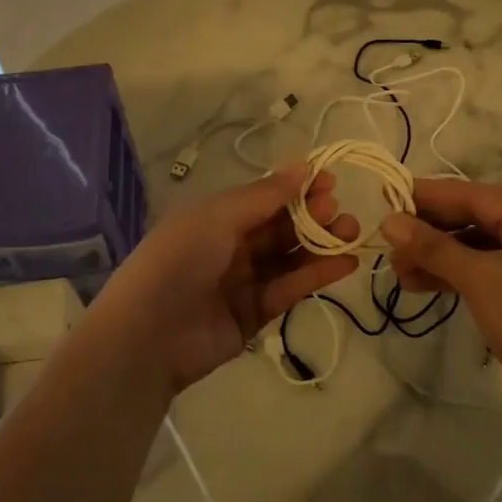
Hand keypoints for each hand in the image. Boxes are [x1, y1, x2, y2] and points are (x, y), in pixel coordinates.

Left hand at [83, 162, 358, 393]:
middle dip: (312, 216)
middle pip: (279, 226)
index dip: (296, 188)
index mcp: (215, 217)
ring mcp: (242, 281)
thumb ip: (265, 195)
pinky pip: (289, 288)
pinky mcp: (254, 314)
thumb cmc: (180, 260)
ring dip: (320, 244)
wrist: (149, 335)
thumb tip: (305, 166)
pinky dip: (316, 275)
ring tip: (352, 234)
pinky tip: (345, 263)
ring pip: (288, 257)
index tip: (331, 181)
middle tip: (340, 211)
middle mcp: (229, 245)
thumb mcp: (218, 217)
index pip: (264, 197)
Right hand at [380, 178, 501, 423]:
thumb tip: (390, 221)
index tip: (385, 201)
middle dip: (428, 232)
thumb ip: (433, 247)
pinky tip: (425, 287)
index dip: (425, 197)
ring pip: (476, 248)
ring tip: (400, 275)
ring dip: (437, 257)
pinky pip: (486, 271)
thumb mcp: (478, 278)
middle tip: (388, 248)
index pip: (468, 193)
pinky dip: (456, 276)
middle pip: (472, 218)